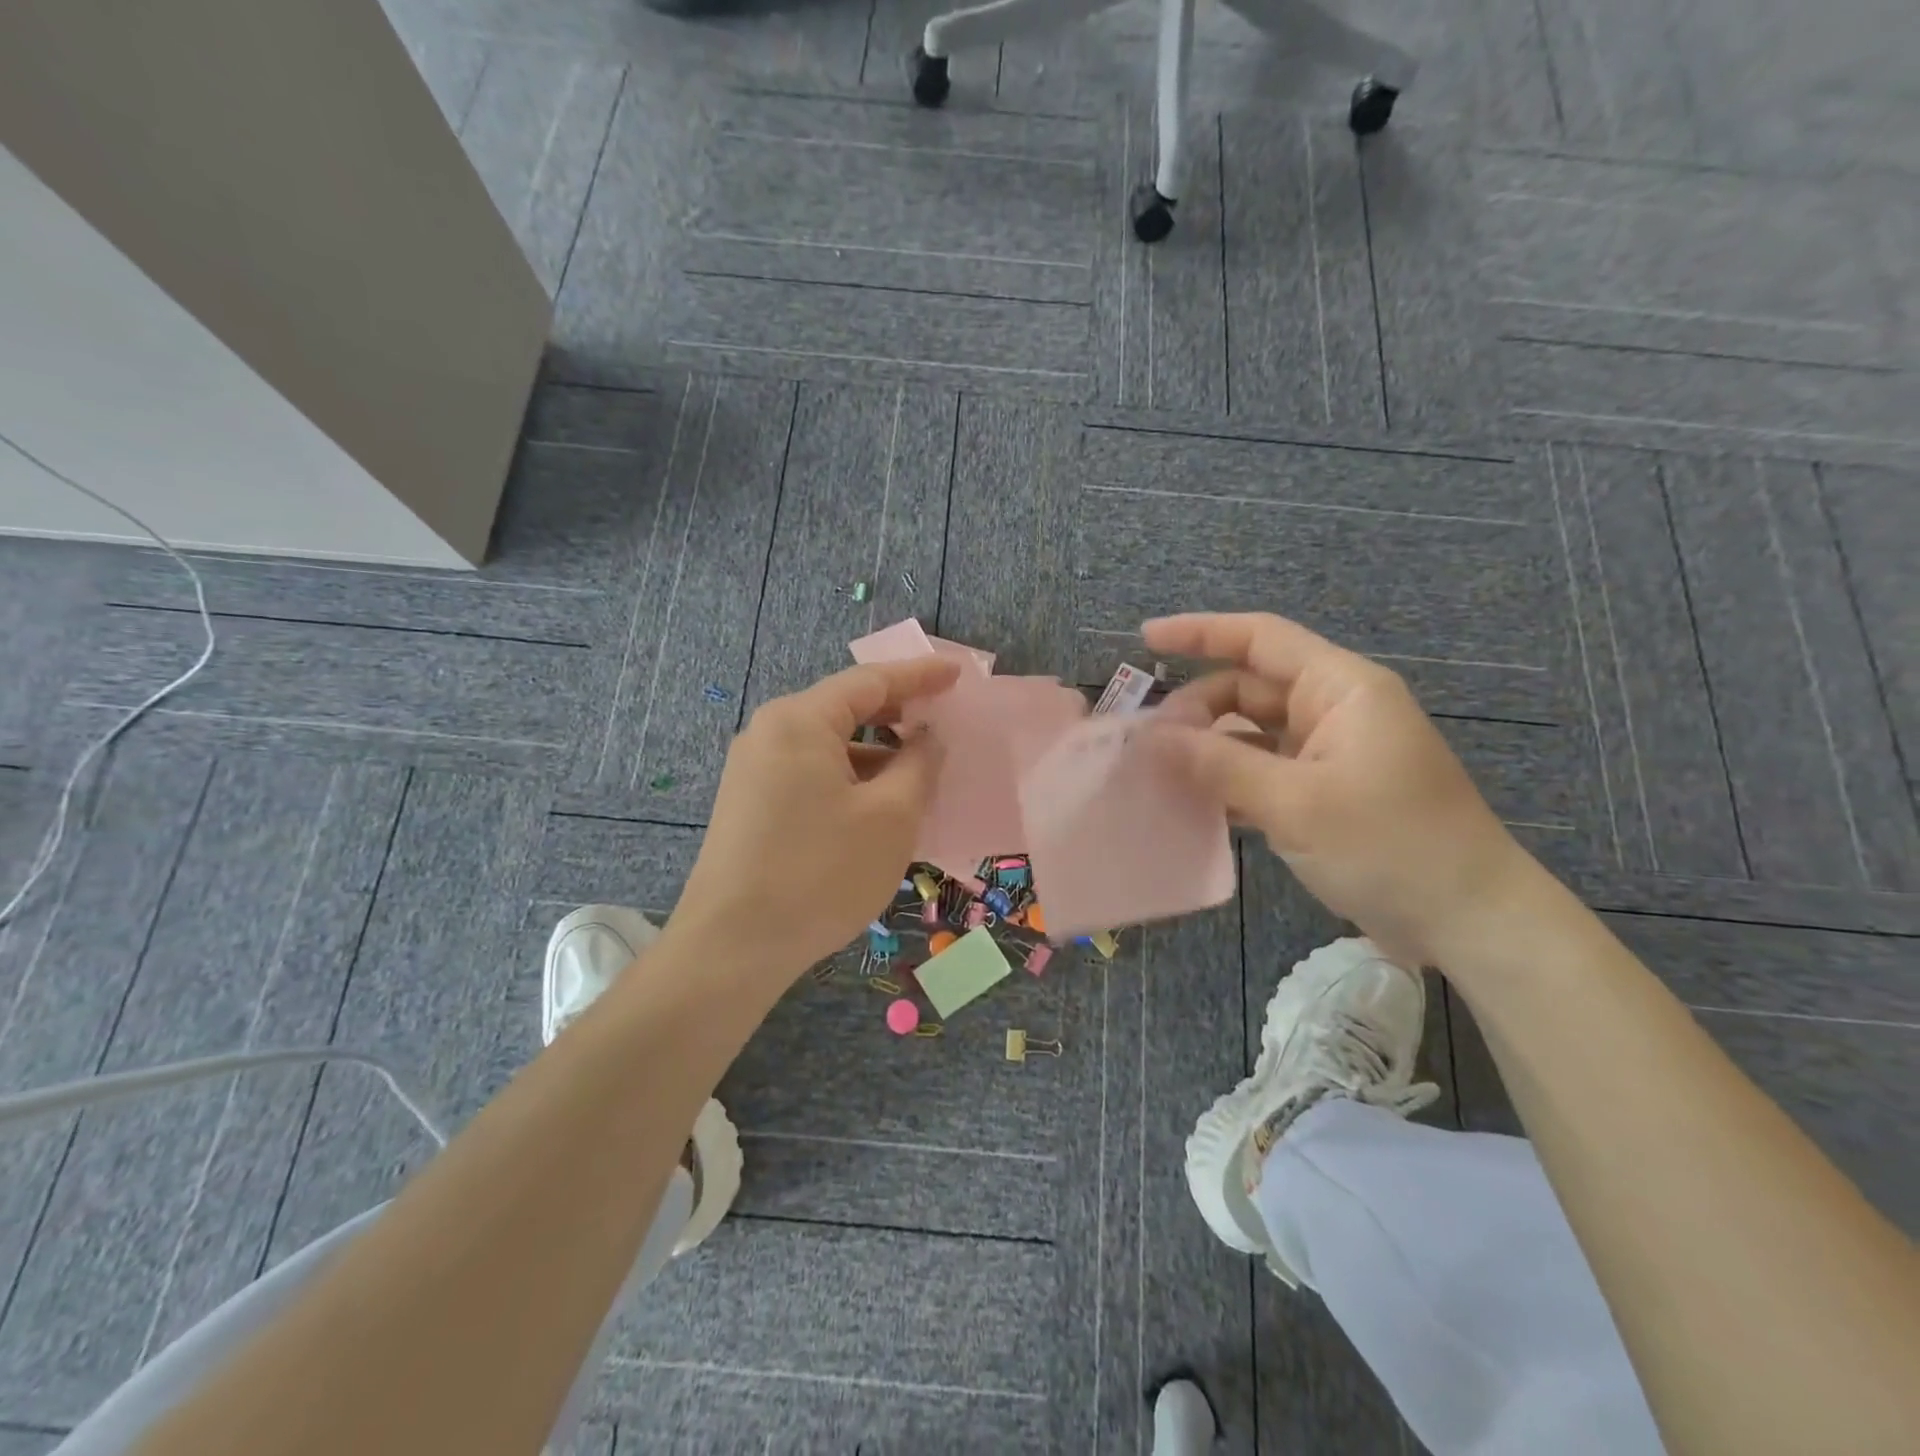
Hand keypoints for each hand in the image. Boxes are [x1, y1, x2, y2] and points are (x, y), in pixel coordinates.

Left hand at [672, 656, 959, 980]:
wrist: (733, 946)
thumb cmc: (821, 872)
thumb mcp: (891, 817)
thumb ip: (918, 764)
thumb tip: (927, 737)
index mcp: (801, 720)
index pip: (871, 681)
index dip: (920, 675)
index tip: (958, 674)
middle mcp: (770, 733)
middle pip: (846, 709)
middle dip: (897, 716)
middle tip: (942, 724)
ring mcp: (754, 770)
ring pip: (830, 747)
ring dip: (876, 756)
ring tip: (918, 777)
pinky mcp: (750, 804)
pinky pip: (812, 775)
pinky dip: (850, 780)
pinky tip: (877, 810)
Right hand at [1145, 612, 1532, 966]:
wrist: (1468, 922)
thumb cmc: (1389, 846)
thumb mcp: (1295, 803)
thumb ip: (1218, 764)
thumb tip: (1150, 739)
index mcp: (1341, 689)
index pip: (1261, 639)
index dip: (1201, 632)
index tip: (1146, 638)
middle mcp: (1334, 711)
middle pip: (1249, 688)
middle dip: (1196, 708)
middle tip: (1148, 744)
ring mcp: (1330, 754)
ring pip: (1252, 734)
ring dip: (1208, 748)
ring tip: (1157, 772)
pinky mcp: (1325, 793)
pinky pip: (1263, 771)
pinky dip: (1229, 781)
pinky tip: (1193, 802)